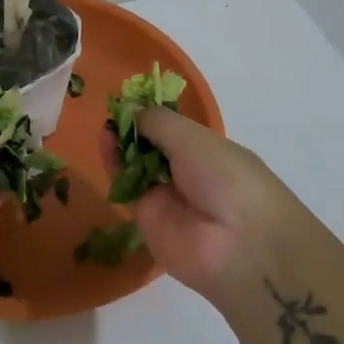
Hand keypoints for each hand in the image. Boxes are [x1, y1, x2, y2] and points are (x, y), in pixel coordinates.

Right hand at [100, 106, 288, 299]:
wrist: (238, 245)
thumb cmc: (227, 178)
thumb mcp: (195, 139)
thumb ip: (159, 122)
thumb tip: (132, 109)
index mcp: (210, 151)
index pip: (176, 130)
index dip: (154, 116)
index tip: (130, 98)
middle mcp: (189, 173)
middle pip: (154, 148)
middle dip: (135, 130)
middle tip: (113, 112)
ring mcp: (168, 197)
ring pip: (137, 167)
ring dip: (122, 145)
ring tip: (106, 126)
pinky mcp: (147, 219)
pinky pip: (127, 188)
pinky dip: (114, 165)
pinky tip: (104, 142)